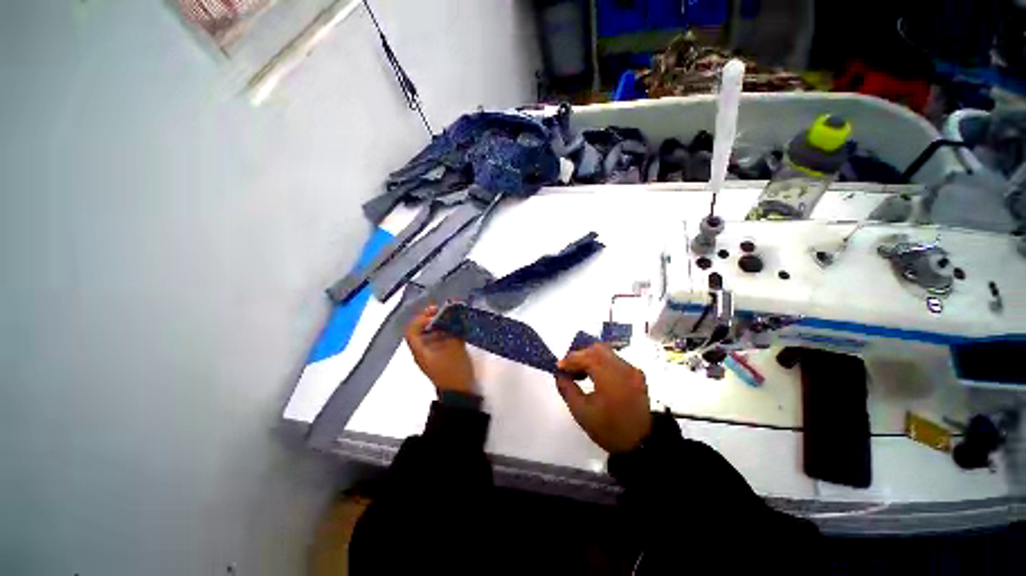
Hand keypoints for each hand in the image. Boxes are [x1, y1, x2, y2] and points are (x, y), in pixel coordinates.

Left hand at [406, 304, 475, 394]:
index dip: (421, 319)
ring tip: (453, 315)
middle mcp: (423, 351)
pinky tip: (457, 326)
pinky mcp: (442, 356)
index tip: (434, 312)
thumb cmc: (453, 370)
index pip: (412, 330)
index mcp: (420, 351)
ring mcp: (433, 354)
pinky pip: (441, 339)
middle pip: (421, 330)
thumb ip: (453, 330)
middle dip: (432, 318)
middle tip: (444, 310)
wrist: (461, 393)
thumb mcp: (454, 348)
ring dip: (441, 324)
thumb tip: (454, 314)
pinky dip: (447, 331)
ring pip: (432, 334)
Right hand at [555, 344, 651, 453]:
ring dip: (591, 358)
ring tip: (581, 373)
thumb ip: (567, 389)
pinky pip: (616, 361)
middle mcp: (623, 367)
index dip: (570, 360)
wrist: (641, 445)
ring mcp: (632, 370)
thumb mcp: (581, 412)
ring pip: (607, 353)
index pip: (585, 357)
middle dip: (580, 355)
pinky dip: (602, 363)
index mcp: (609, 376)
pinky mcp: (637, 375)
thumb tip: (559, 375)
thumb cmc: (609, 429)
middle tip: (569, 369)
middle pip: (597, 349)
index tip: (558, 368)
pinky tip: (596, 377)